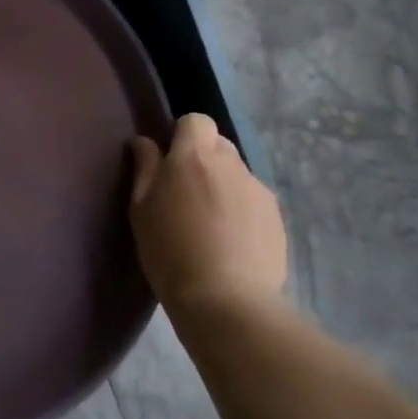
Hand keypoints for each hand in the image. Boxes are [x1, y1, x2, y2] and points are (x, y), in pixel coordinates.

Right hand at [128, 113, 286, 317]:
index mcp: (193, 156)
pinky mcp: (276, 216)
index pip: (196, 120)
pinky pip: (252, 199)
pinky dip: (240, 209)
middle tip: (184, 193)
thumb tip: (144, 142)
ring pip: (236, 173)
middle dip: (202, 159)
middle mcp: (231, 164)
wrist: (224, 298)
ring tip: (208, 221)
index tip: (168, 160)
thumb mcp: (141, 209)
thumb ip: (144, 168)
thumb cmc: (169, 250)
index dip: (182, 134)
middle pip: (218, 144)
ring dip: (221, 185)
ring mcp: (258, 189)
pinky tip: (229, 239)